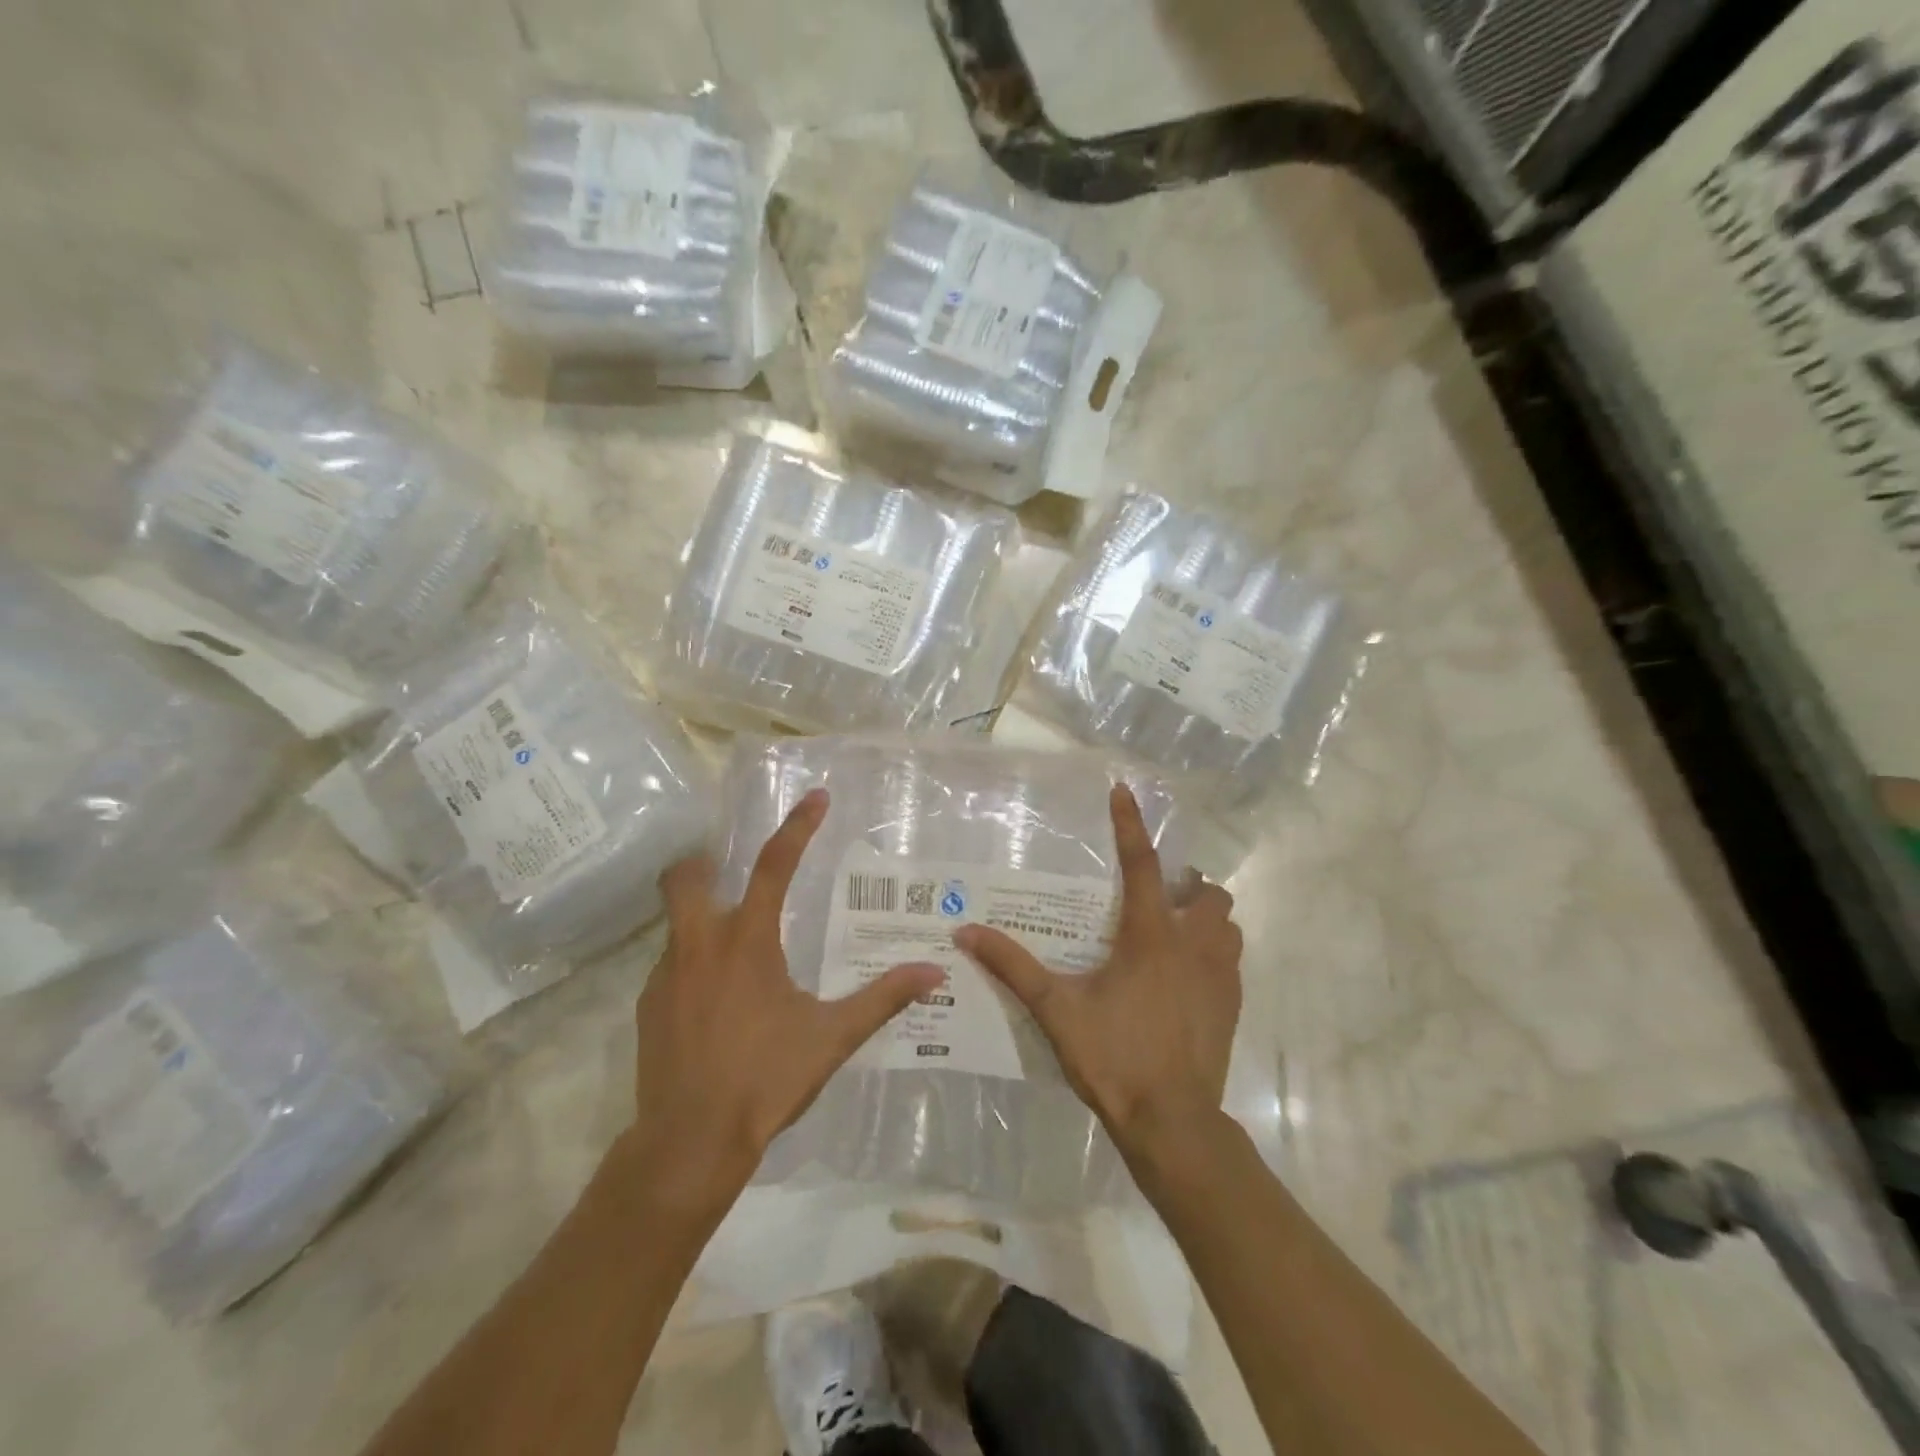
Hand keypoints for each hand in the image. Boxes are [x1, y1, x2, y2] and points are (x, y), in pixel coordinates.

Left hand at [628, 789, 944, 1205]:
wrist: (689, 1142)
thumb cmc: (766, 1079)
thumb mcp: (833, 1036)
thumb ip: (883, 998)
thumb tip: (934, 973)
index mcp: (748, 941)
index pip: (775, 865)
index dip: (798, 826)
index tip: (815, 797)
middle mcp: (701, 944)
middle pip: (685, 875)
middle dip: (703, 862)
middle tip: (730, 871)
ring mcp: (666, 974)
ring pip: (676, 922)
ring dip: (701, 918)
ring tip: (734, 950)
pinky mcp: (647, 1006)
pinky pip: (670, 965)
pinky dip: (692, 964)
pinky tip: (715, 1001)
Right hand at [954, 784, 1242, 1157]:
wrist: (1173, 1122)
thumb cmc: (1114, 1057)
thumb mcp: (1056, 1009)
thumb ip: (1013, 967)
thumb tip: (966, 932)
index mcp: (1151, 936)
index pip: (1142, 864)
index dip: (1131, 825)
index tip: (1124, 791)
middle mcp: (1194, 945)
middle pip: (1207, 892)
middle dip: (1186, 886)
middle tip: (1154, 900)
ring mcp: (1221, 976)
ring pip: (1227, 925)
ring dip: (1204, 919)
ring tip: (1172, 934)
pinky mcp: (1232, 1004)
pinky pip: (1231, 959)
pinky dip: (1213, 953)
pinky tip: (1184, 978)